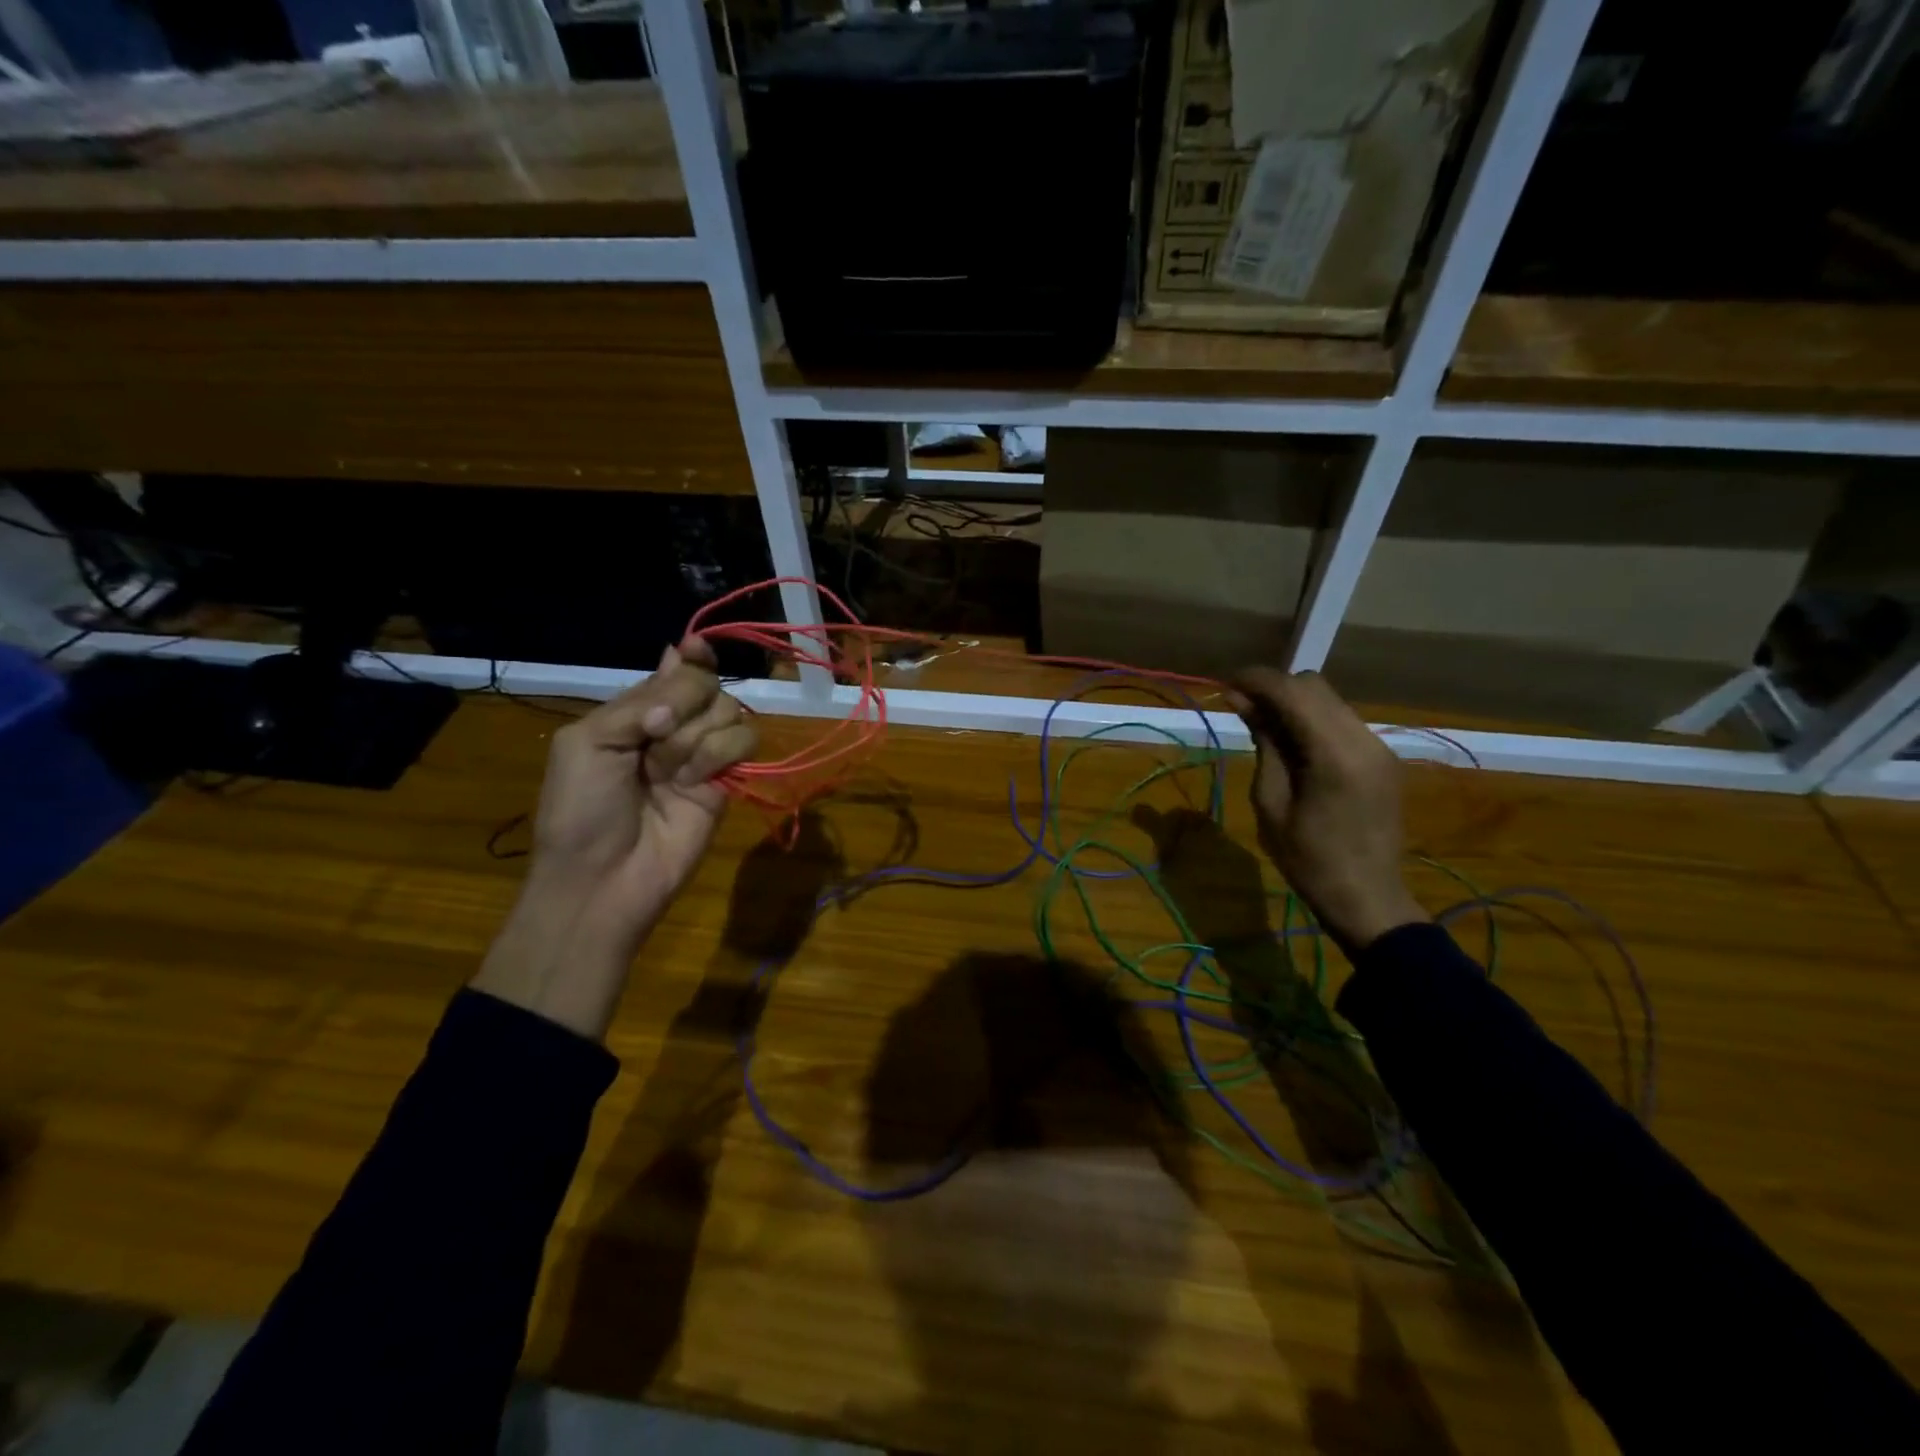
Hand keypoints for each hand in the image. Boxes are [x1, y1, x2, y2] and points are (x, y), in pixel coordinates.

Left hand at [473, 636, 757, 1039]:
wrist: (604, 877)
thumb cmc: (581, 809)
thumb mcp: (589, 741)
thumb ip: (639, 699)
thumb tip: (684, 657)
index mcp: (635, 711)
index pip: (677, 669)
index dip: (692, 656)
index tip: (697, 649)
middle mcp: (675, 726)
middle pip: (708, 683)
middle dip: (684, 703)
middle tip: (654, 736)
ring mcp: (704, 754)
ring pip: (730, 709)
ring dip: (698, 736)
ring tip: (670, 772)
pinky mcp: (729, 781)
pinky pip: (745, 741)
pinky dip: (722, 753)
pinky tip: (695, 781)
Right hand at [1228, 668, 1427, 955]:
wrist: (1366, 897)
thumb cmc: (1307, 859)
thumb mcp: (1271, 802)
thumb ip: (1264, 743)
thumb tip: (1241, 700)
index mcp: (1335, 754)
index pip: (1293, 692)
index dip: (1255, 679)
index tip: (1225, 683)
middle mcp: (1364, 739)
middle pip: (1314, 686)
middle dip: (1273, 687)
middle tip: (1239, 706)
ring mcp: (1378, 747)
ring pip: (1329, 699)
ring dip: (1292, 701)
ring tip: (1260, 723)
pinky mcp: (1381, 757)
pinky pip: (1341, 720)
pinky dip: (1311, 718)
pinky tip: (1290, 741)